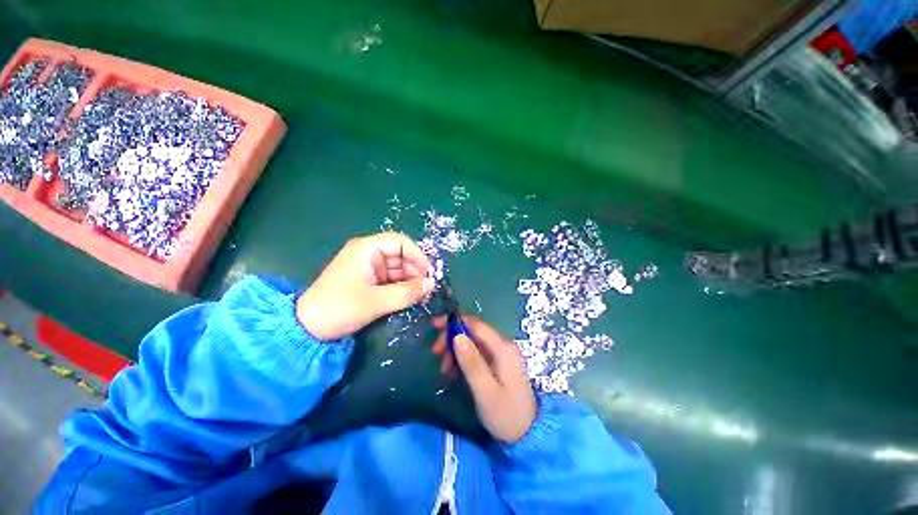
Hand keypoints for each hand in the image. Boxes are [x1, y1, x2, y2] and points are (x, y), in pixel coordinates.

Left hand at [297, 233, 434, 340]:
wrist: (307, 329)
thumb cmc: (339, 307)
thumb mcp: (375, 301)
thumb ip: (406, 292)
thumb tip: (432, 285)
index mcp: (367, 249)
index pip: (400, 242)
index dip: (418, 256)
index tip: (429, 274)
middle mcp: (369, 254)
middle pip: (401, 256)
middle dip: (416, 271)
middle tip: (428, 289)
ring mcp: (369, 268)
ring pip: (399, 269)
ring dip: (411, 281)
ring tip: (423, 295)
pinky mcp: (370, 282)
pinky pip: (392, 280)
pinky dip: (403, 288)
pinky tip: (412, 298)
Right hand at [433, 316, 536, 443]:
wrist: (528, 435)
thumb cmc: (506, 415)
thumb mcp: (485, 391)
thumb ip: (472, 363)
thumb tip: (457, 336)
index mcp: (502, 348)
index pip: (476, 324)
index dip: (455, 321)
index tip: (435, 325)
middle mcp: (502, 346)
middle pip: (473, 331)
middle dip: (452, 337)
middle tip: (435, 351)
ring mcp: (500, 354)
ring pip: (472, 342)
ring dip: (455, 350)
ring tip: (443, 368)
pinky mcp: (496, 364)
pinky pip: (475, 354)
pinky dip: (461, 359)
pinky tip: (452, 372)